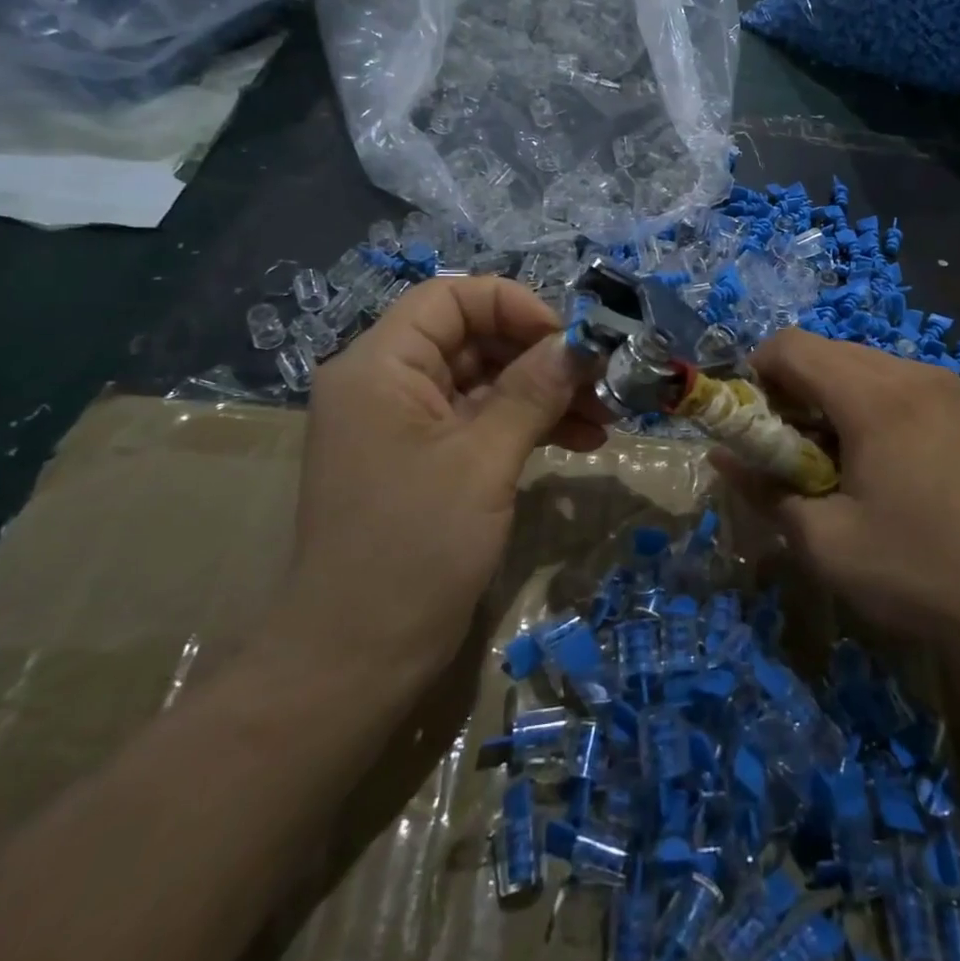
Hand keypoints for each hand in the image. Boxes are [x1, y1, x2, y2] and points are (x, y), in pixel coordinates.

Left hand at [269, 277, 606, 688]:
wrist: (354, 662)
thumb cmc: (413, 548)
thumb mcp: (483, 460)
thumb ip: (532, 391)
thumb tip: (578, 343)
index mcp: (380, 366)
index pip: (451, 298)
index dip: (514, 306)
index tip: (568, 341)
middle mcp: (388, 384)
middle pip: (473, 339)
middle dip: (541, 356)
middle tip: (602, 381)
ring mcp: (407, 425)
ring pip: (486, 382)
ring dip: (545, 393)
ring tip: (605, 416)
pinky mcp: (427, 461)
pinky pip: (482, 422)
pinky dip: (529, 425)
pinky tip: (582, 441)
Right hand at [714, 329, 959, 647]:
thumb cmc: (921, 572)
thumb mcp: (826, 543)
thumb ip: (765, 491)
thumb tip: (722, 459)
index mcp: (875, 396)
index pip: (791, 346)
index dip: (755, 375)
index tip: (753, 426)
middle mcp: (913, 374)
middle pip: (828, 350)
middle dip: (793, 388)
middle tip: (790, 450)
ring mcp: (950, 388)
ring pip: (865, 365)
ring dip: (832, 397)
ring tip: (837, 461)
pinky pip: (901, 385)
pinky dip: (871, 406)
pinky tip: (885, 464)